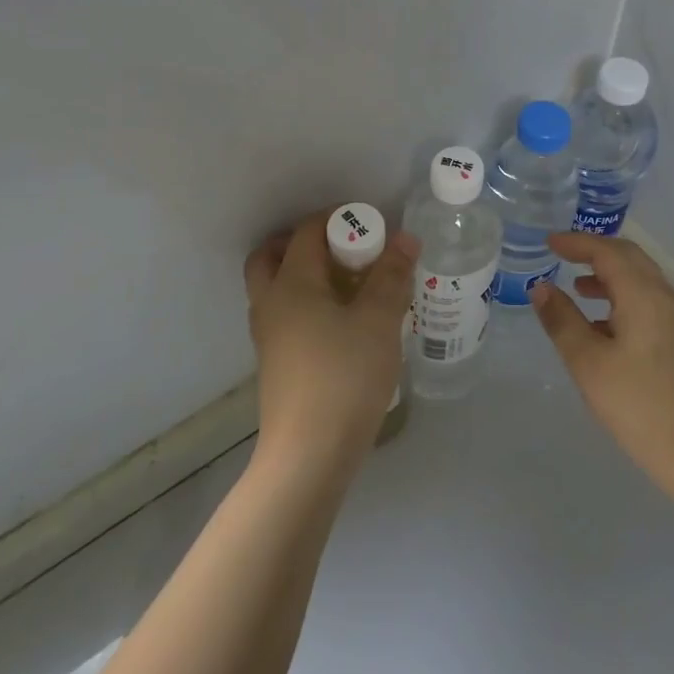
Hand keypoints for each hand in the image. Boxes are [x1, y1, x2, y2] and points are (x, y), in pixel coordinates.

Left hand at [243, 212, 416, 477]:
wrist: (309, 454)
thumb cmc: (345, 376)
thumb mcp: (378, 321)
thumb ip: (391, 275)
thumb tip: (405, 238)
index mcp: (291, 283)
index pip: (307, 232)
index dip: (338, 219)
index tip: (371, 226)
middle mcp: (270, 303)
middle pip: (273, 255)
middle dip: (307, 243)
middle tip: (345, 248)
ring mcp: (268, 336)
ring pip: (277, 287)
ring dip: (306, 273)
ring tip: (350, 283)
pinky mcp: (276, 362)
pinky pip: (286, 314)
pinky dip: (307, 302)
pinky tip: (344, 320)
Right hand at [531, 232, 673, 501]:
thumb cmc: (640, 406)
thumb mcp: (589, 363)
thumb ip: (562, 321)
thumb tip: (541, 287)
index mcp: (643, 294)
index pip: (607, 252)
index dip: (576, 243)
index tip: (549, 242)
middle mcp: (664, 297)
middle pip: (629, 258)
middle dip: (595, 252)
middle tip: (563, 255)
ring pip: (640, 280)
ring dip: (608, 275)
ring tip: (576, 289)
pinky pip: (647, 301)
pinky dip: (621, 297)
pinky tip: (602, 325)